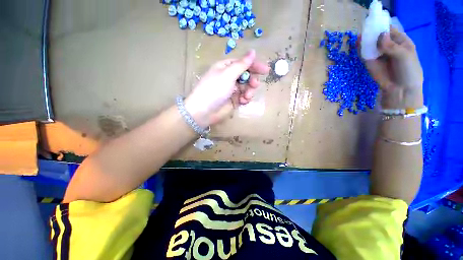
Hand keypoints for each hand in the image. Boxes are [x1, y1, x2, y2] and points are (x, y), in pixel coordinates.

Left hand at [185, 50, 269, 126]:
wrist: (204, 111)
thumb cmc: (215, 89)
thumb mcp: (228, 74)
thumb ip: (242, 64)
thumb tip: (253, 51)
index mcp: (226, 67)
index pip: (243, 63)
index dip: (255, 65)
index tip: (266, 70)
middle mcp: (229, 77)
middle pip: (246, 75)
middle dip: (252, 80)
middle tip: (254, 85)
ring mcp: (231, 90)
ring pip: (246, 87)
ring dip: (249, 91)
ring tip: (246, 96)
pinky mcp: (233, 100)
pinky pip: (243, 97)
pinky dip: (245, 99)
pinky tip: (243, 102)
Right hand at [365, 26, 423, 108]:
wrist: (399, 89)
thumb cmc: (408, 71)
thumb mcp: (404, 56)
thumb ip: (392, 46)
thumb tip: (380, 35)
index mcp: (401, 42)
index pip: (390, 30)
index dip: (382, 26)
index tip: (374, 22)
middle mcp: (389, 46)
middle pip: (379, 35)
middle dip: (372, 31)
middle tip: (366, 27)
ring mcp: (379, 54)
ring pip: (370, 43)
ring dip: (365, 39)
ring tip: (361, 35)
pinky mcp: (370, 62)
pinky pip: (364, 53)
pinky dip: (360, 48)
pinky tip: (357, 43)